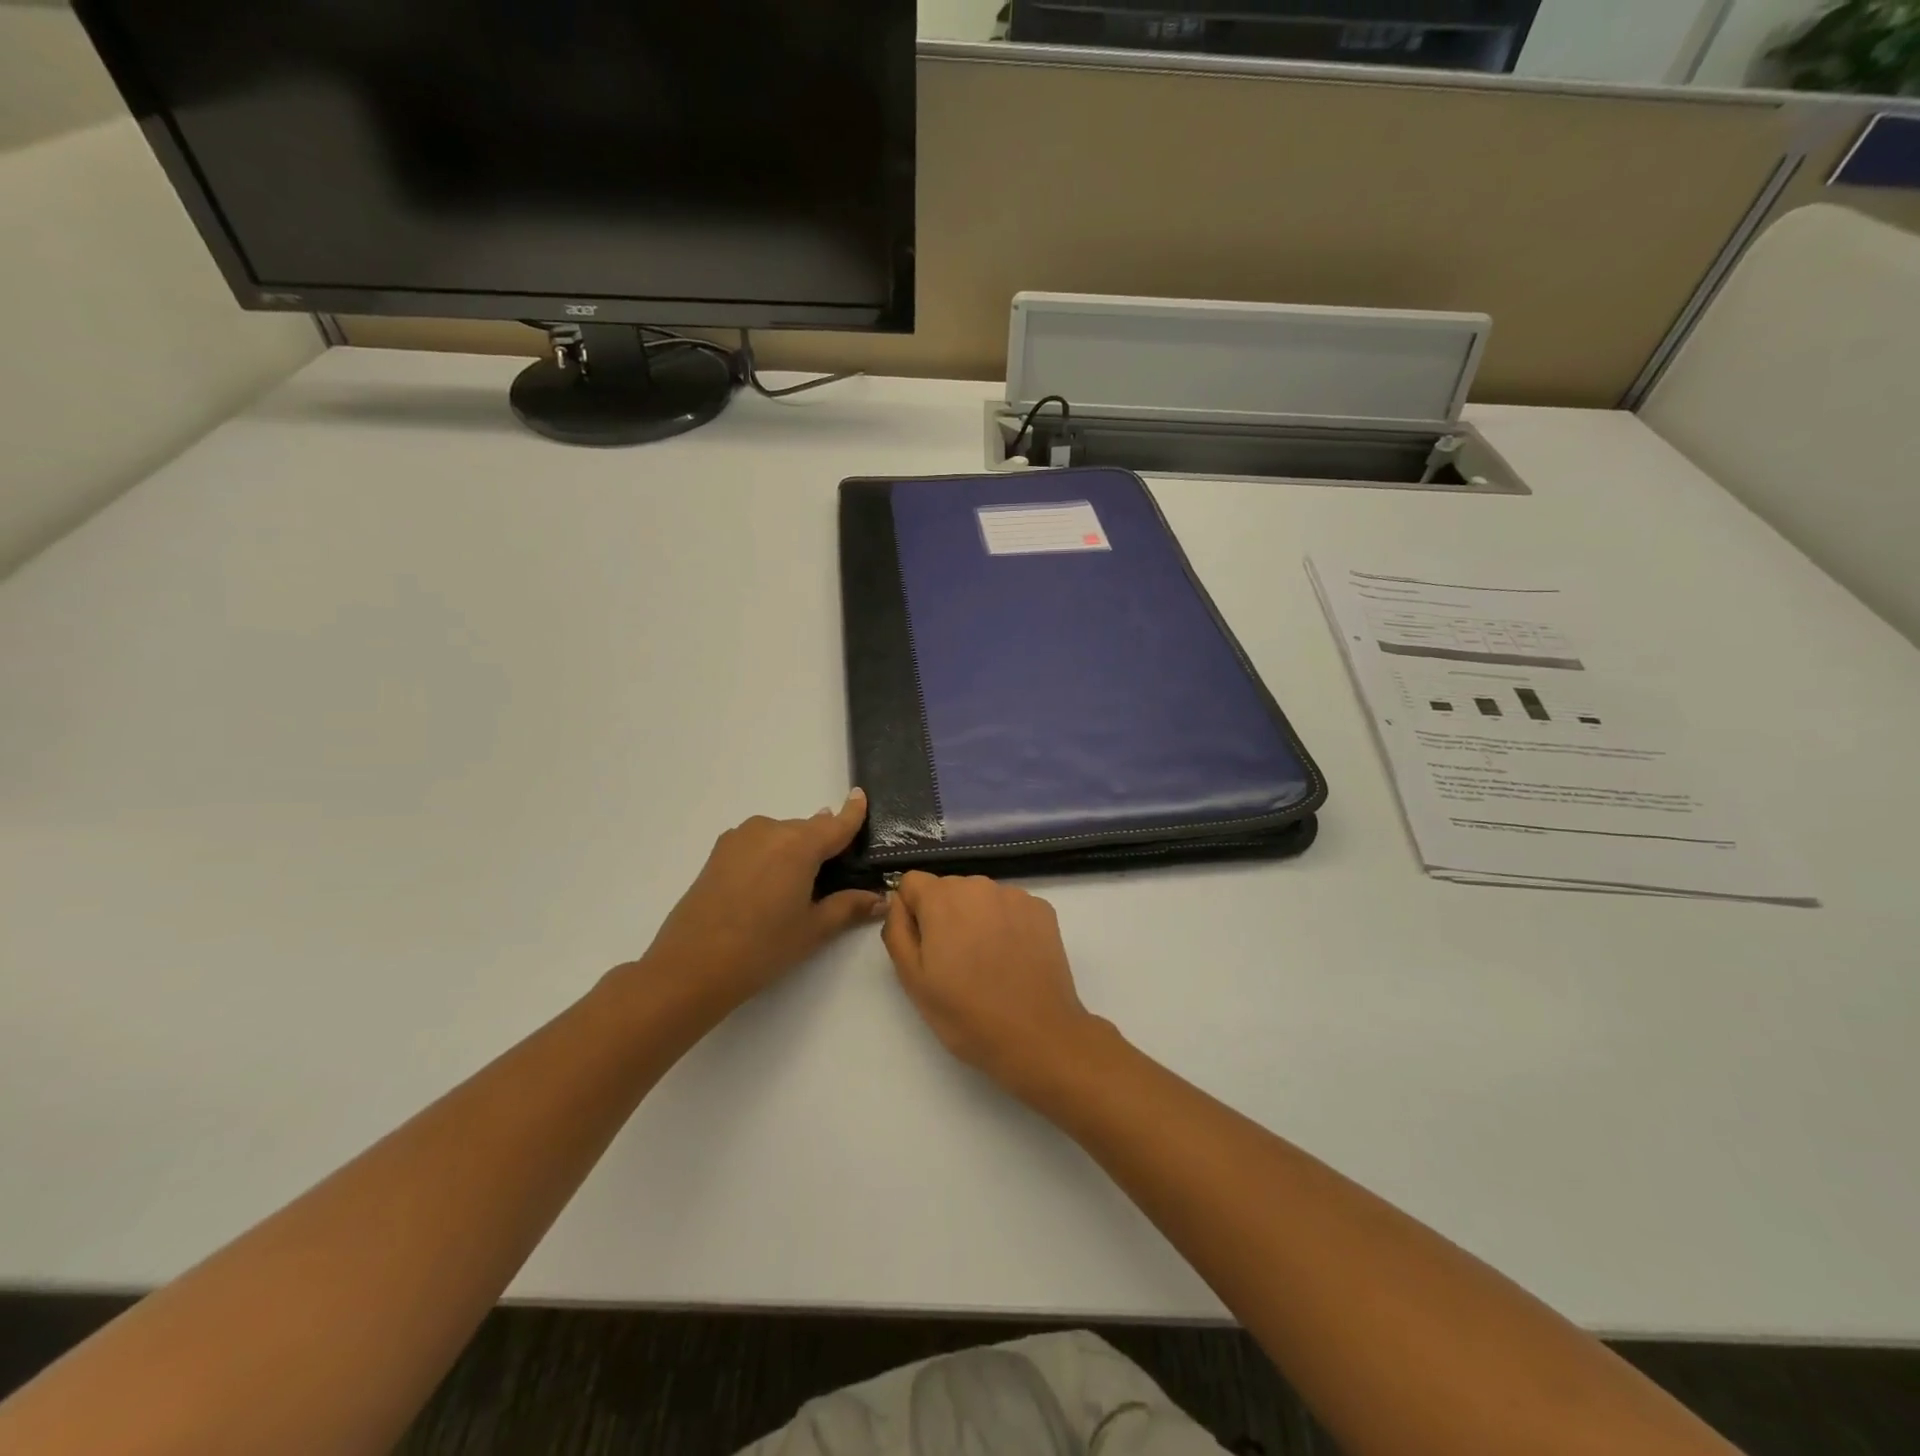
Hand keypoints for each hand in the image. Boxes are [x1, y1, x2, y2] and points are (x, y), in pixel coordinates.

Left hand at [644, 791, 885, 1014]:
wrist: (691, 966)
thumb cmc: (762, 948)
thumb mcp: (813, 929)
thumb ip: (848, 907)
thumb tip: (879, 899)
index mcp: (799, 844)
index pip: (836, 824)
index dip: (852, 812)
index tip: (859, 795)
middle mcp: (771, 830)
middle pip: (808, 830)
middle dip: (823, 845)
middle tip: (834, 876)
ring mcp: (740, 838)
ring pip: (781, 836)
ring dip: (794, 851)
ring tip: (797, 886)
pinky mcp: (719, 851)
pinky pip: (758, 843)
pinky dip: (771, 855)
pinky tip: (768, 885)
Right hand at [882, 872, 1104, 1099]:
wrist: (1037, 1036)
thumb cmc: (966, 1014)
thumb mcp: (912, 979)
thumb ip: (897, 930)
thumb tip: (898, 902)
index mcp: (942, 898)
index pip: (912, 882)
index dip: (912, 911)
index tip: (924, 945)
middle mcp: (979, 885)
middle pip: (948, 888)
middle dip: (945, 915)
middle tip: (954, 961)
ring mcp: (1015, 896)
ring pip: (981, 897)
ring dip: (976, 918)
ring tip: (987, 962)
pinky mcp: (1043, 909)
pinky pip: (1011, 907)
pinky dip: (1007, 924)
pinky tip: (1013, 958)